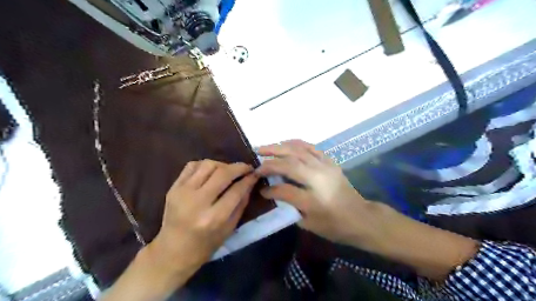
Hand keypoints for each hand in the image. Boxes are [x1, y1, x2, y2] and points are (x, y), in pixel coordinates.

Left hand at [101, 160, 260, 300]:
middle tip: (246, 168)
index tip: (255, 174)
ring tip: (228, 172)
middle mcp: (197, 202)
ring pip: (208, 165)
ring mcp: (182, 193)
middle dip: (238, 167)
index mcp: (213, 218)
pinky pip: (192, 166)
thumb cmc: (205, 245)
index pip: (236, 190)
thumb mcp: (230, 228)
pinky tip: (211, 173)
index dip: (248, 179)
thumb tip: (250, 182)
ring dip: (222, 165)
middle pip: (222, 173)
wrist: (172, 252)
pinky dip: (205, 165)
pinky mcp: (173, 188)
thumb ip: (241, 203)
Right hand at [255, 140, 375, 247]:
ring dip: (279, 148)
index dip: (270, 189)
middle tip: (256, 159)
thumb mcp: (309, 224)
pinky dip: (297, 143)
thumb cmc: (334, 226)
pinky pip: (311, 148)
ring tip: (265, 147)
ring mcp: (326, 167)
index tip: (260, 189)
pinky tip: (286, 143)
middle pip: (290, 164)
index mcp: (314, 200)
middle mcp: (319, 179)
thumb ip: (290, 208)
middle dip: (270, 161)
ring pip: (299, 151)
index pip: (285, 190)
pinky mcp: (330, 162)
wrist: (361, 217)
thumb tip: (274, 192)